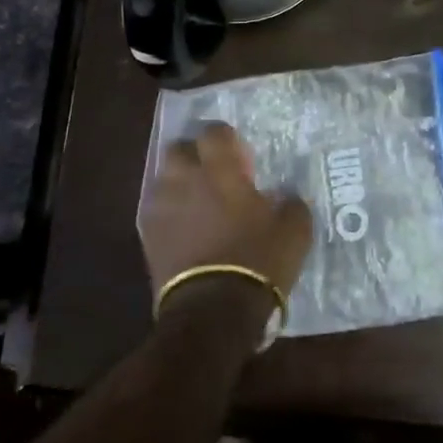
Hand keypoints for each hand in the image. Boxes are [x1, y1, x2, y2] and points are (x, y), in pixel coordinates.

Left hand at [139, 123, 311, 316]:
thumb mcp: (295, 231)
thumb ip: (291, 204)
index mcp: (220, 170)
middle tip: (213, 174)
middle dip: (194, 155)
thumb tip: (287, 196)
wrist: (213, 310)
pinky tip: (183, 229)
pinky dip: (168, 213)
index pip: (214, 132)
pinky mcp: (147, 235)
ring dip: (178, 183)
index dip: (225, 138)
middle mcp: (185, 179)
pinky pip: (156, 210)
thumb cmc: (257, 261)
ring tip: (196, 203)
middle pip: (178, 148)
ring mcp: (161, 206)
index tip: (238, 154)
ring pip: (163, 178)